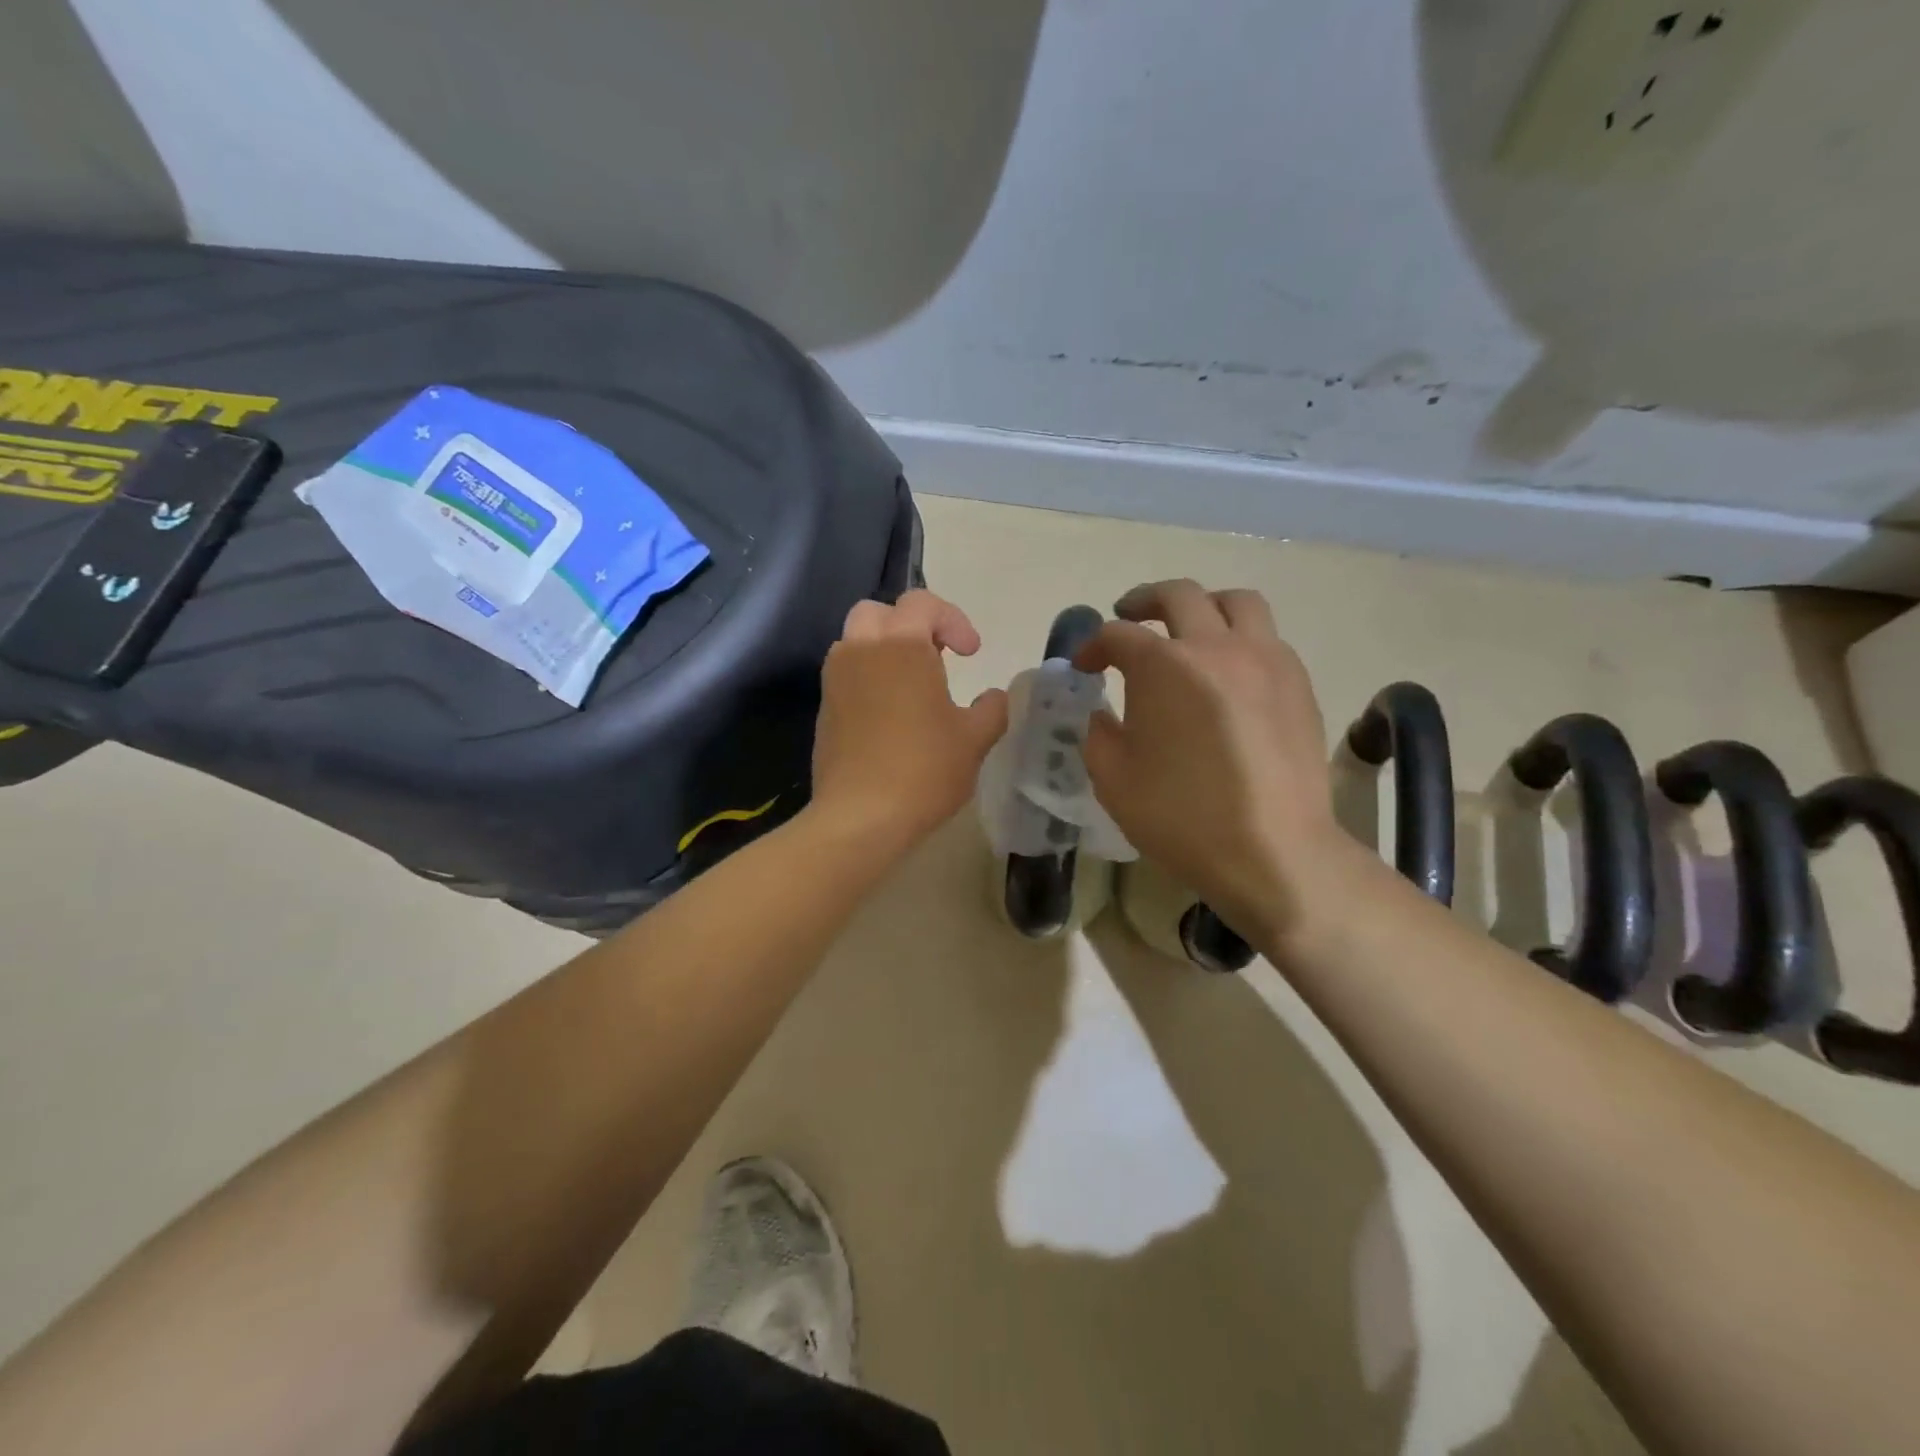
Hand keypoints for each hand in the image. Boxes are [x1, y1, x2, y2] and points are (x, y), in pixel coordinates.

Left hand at [811, 590, 1009, 851]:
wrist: (860, 816)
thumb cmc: (924, 769)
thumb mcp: (974, 740)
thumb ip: (992, 709)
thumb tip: (995, 697)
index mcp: (901, 645)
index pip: (923, 603)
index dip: (953, 620)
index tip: (972, 653)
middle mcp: (861, 650)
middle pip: (878, 612)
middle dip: (910, 625)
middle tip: (936, 656)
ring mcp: (835, 680)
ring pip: (855, 642)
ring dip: (884, 650)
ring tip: (913, 685)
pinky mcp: (824, 709)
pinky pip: (846, 675)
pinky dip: (868, 678)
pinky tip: (889, 715)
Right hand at [1076, 580, 1354, 938]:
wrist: (1274, 852)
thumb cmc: (1183, 817)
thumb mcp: (1114, 781)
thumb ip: (1098, 735)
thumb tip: (1103, 714)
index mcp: (1164, 666)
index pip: (1118, 635)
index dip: (1093, 645)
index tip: (1084, 666)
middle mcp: (1216, 647)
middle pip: (1179, 595)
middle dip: (1144, 601)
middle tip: (1127, 615)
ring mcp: (1266, 660)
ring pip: (1237, 603)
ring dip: (1203, 604)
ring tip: (1188, 627)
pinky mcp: (1298, 683)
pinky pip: (1267, 638)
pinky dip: (1240, 638)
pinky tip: (1228, 673)